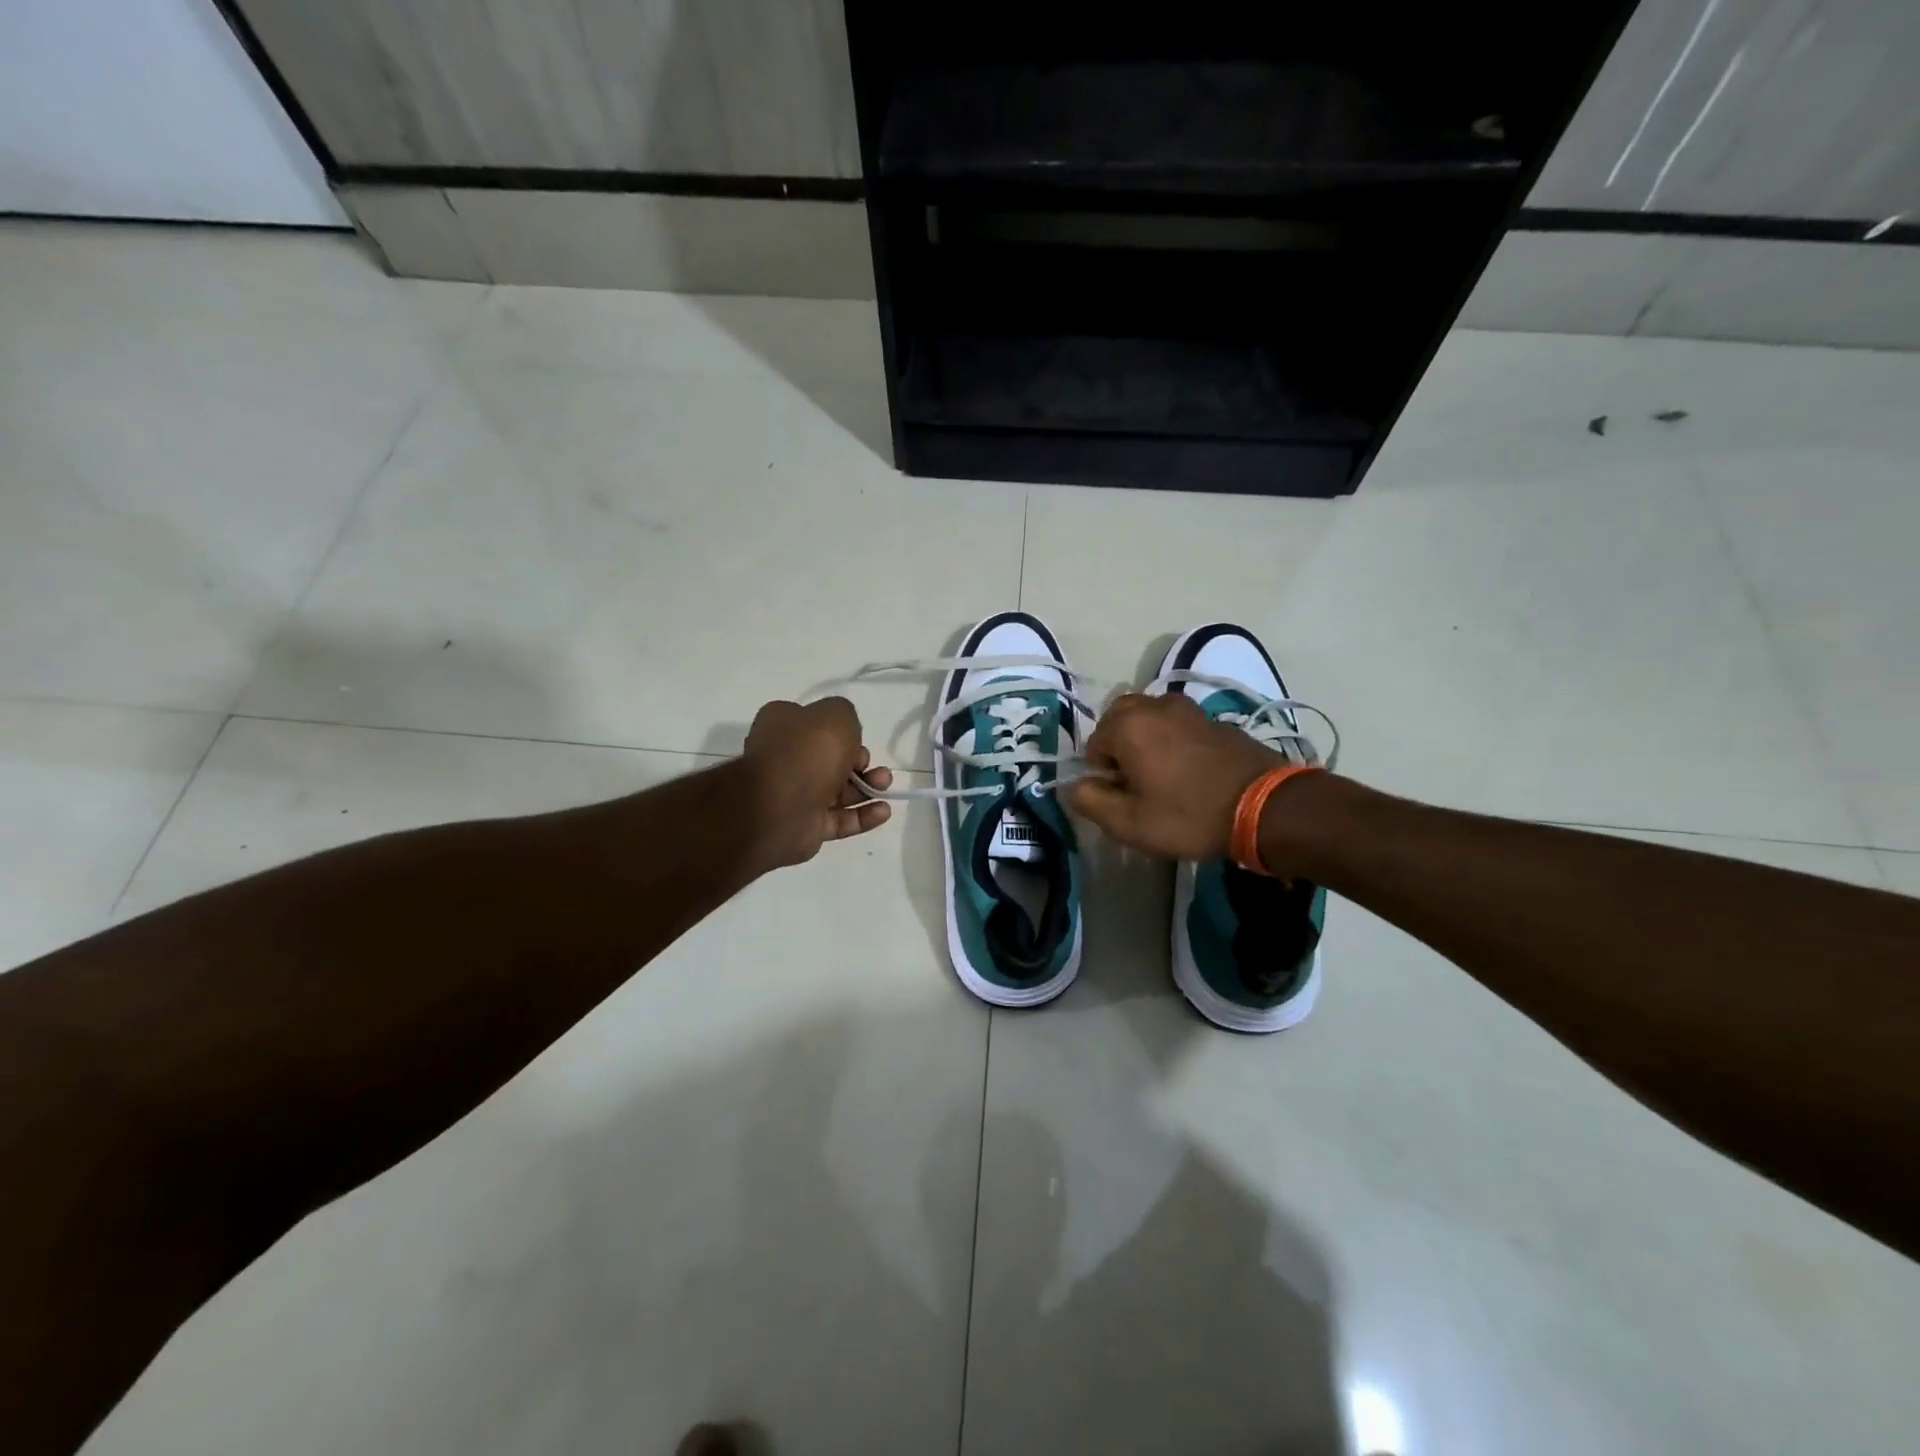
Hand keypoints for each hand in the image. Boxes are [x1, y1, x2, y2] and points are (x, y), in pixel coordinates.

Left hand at [742, 697, 891, 868]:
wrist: (780, 807)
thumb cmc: (808, 752)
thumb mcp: (836, 715)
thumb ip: (846, 715)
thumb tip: (845, 734)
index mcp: (781, 726)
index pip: (814, 724)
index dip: (841, 731)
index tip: (859, 739)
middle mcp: (784, 758)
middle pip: (830, 759)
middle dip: (860, 762)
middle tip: (872, 766)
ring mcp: (794, 794)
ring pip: (838, 790)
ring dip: (866, 788)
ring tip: (884, 787)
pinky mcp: (805, 825)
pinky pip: (839, 819)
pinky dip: (862, 816)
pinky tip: (883, 812)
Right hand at [1067, 692, 1280, 859]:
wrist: (1266, 806)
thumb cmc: (1189, 816)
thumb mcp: (1129, 823)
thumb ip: (1090, 801)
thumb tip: (1075, 786)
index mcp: (1128, 725)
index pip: (1093, 745)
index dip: (1103, 775)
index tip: (1125, 798)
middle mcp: (1154, 705)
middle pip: (1119, 721)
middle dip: (1120, 748)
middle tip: (1138, 784)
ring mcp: (1188, 708)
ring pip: (1149, 719)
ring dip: (1146, 742)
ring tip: (1163, 777)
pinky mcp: (1213, 718)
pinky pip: (1177, 724)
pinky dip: (1173, 741)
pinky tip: (1190, 772)